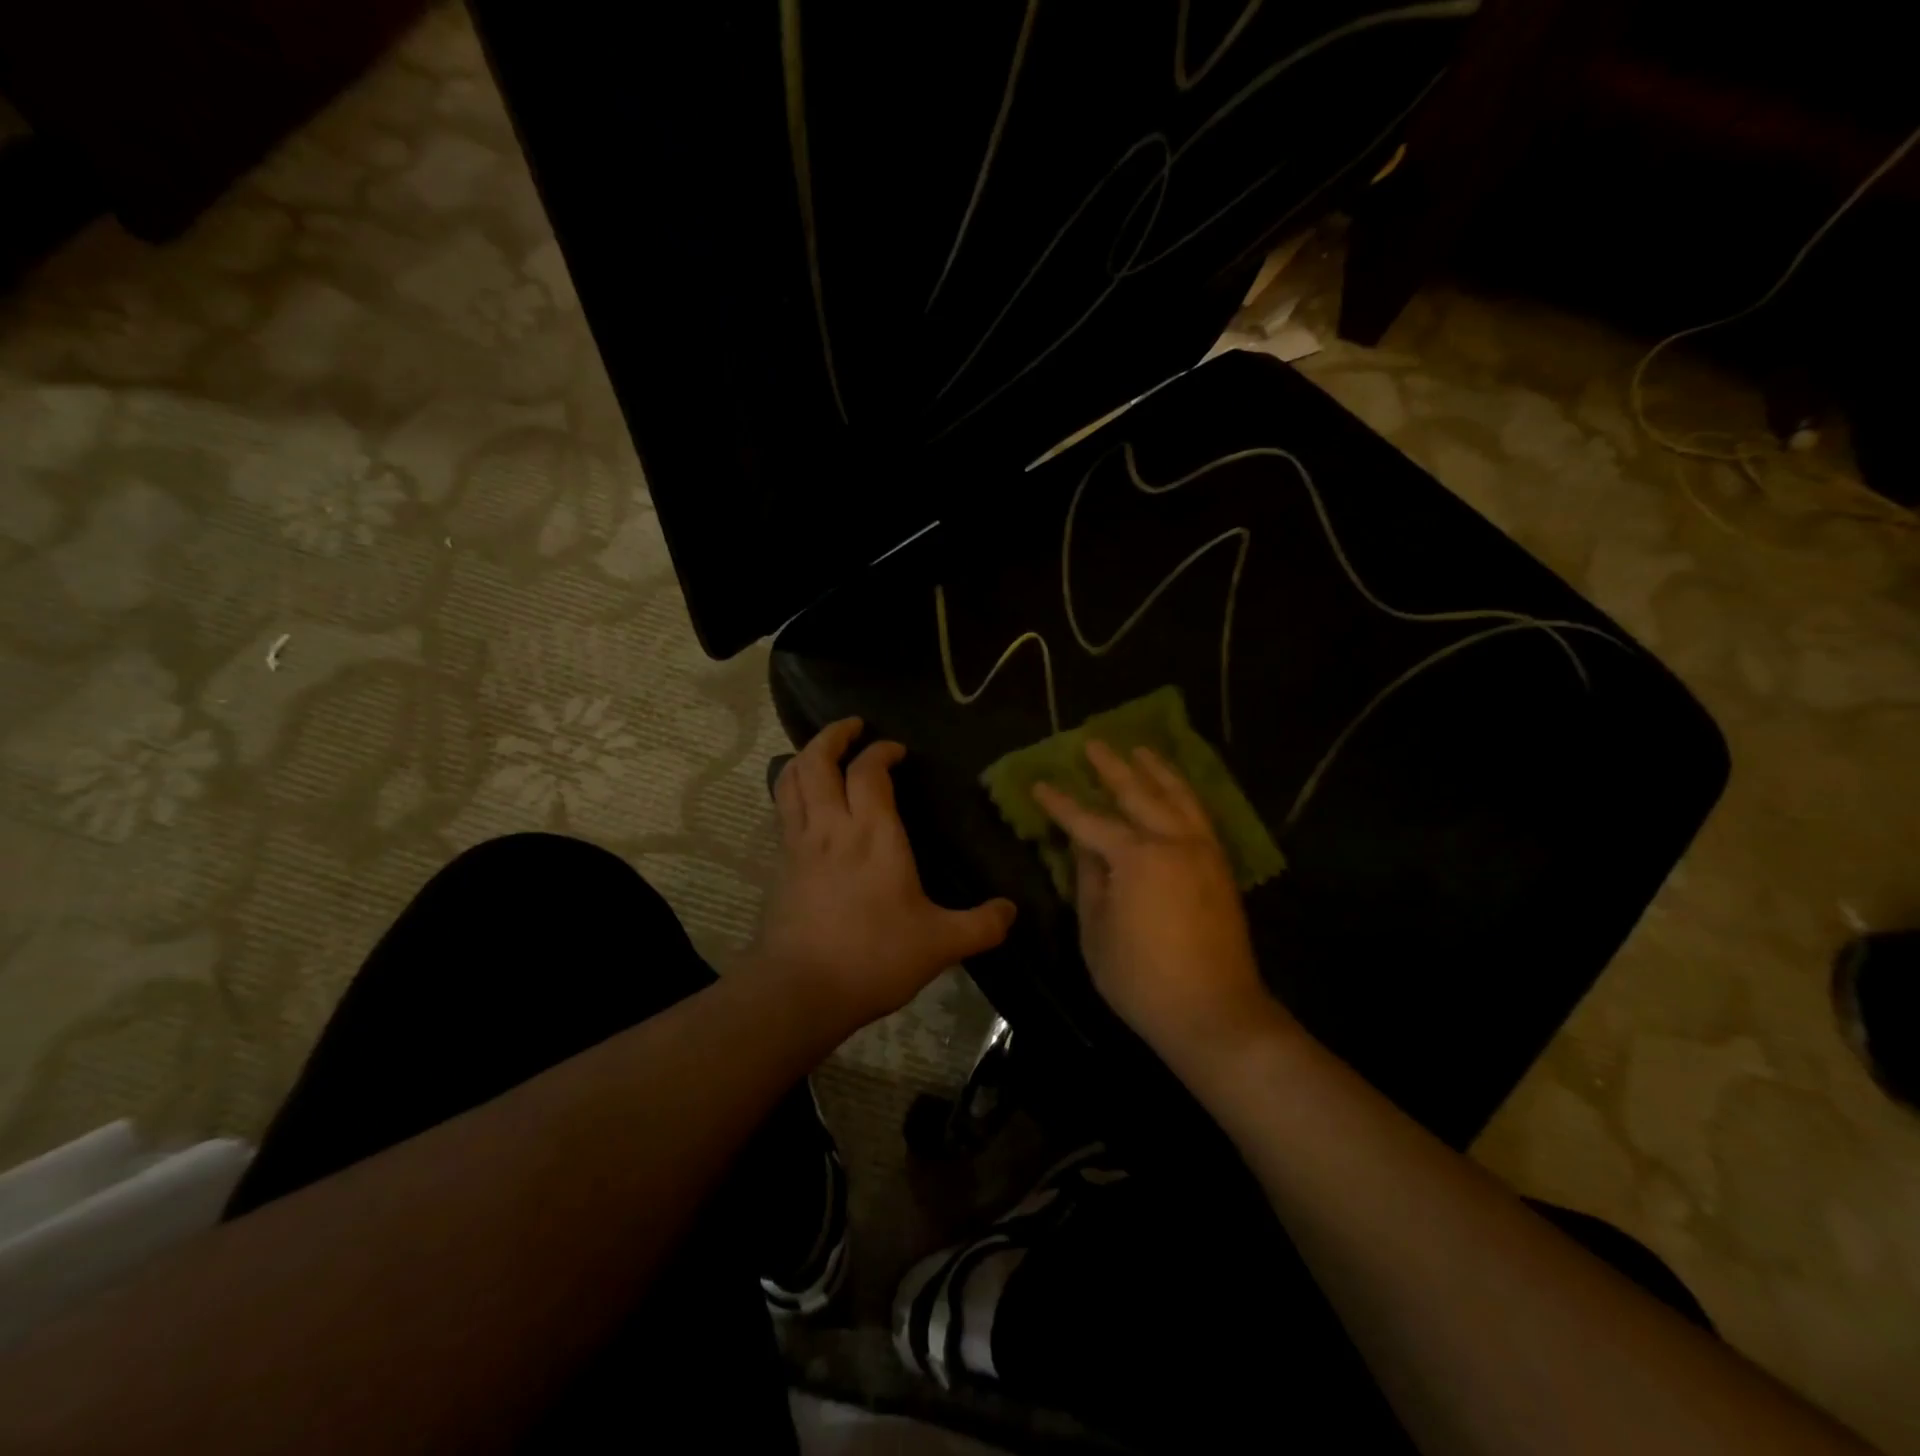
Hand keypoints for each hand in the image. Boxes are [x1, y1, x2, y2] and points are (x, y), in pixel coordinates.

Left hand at [754, 718, 1016, 1038]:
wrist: (800, 990)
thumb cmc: (874, 957)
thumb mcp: (940, 944)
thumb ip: (981, 925)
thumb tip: (1011, 911)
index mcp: (873, 834)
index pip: (869, 772)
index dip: (881, 752)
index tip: (896, 751)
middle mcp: (832, 827)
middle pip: (818, 761)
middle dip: (833, 736)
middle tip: (853, 727)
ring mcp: (799, 844)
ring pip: (791, 779)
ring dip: (805, 756)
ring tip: (823, 752)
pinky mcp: (780, 864)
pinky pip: (782, 809)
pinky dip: (791, 789)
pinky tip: (804, 800)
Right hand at [1032, 741, 1284, 1063]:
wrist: (1214, 1012)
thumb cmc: (1142, 979)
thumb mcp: (1096, 932)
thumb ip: (1090, 881)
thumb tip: (1084, 847)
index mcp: (1136, 858)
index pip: (1089, 822)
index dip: (1061, 804)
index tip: (1040, 784)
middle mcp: (1173, 842)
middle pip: (1138, 794)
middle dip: (1112, 768)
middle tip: (1093, 743)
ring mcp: (1203, 851)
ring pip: (1178, 796)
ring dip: (1156, 770)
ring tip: (1140, 750)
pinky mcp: (1221, 867)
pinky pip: (1200, 814)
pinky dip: (1184, 793)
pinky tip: (1176, 788)